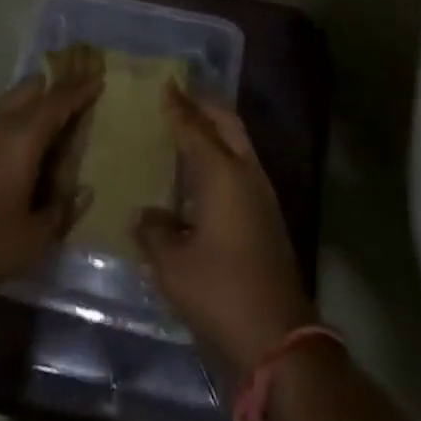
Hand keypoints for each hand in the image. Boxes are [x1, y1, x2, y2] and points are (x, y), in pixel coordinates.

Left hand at [0, 70, 101, 296]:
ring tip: (49, 122)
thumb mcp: (31, 239)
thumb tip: (84, 191)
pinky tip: (17, 145)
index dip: (79, 90)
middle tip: (75, 96)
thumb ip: (62, 211)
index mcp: (21, 138)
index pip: (57, 101)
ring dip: (32, 103)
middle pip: (31, 88)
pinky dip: (12, 119)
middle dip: (55, 87)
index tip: (97, 79)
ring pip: (9, 100)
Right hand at [133, 85, 316, 376]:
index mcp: (222, 173)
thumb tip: (142, 214)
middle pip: (227, 124)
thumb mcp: (174, 266)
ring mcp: (262, 194)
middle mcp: (245, 173)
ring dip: (217, 129)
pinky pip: (242, 166)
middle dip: (205, 105)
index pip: (194, 128)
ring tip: (191, 127)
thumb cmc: (221, 293)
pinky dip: (223, 154)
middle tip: (181, 95)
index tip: (166, 83)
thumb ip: (155, 233)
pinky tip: (205, 172)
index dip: (178, 106)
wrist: (279, 337)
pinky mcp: (268, 216)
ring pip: (239, 143)